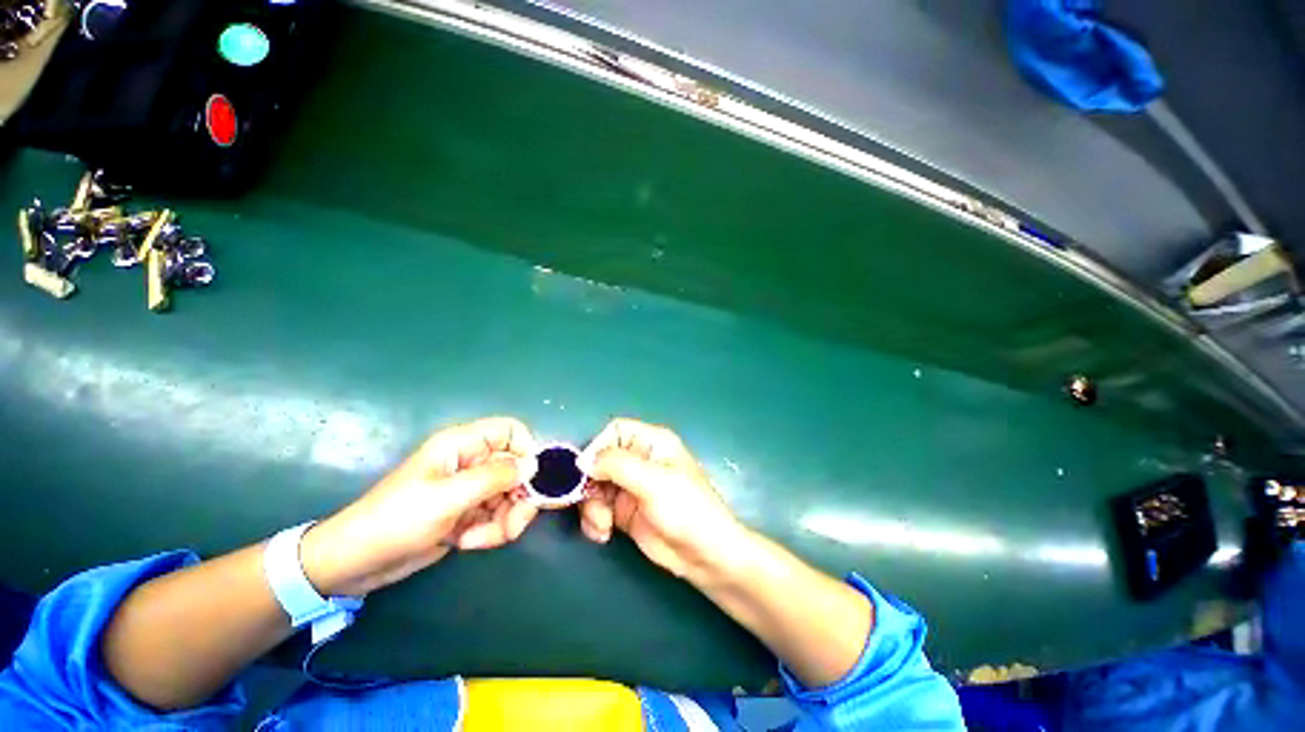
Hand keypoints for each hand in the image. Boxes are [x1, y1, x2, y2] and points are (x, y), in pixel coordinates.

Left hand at [302, 417, 539, 595]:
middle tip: (514, 523)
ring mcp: (472, 488)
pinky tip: (468, 542)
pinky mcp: (469, 512)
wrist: (358, 563)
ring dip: (506, 519)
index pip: (511, 430)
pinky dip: (492, 531)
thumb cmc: (397, 520)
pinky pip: (498, 516)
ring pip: (512, 495)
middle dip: (519, 497)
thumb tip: (534, 465)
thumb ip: (496, 477)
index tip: (530, 478)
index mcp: (463, 445)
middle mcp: (472, 462)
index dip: (526, 449)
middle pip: (517, 468)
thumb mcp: (448, 497)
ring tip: (481, 539)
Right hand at [577, 418, 748, 582]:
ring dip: (591, 506)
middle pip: (599, 460)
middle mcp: (639, 460)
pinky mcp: (624, 510)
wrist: (704, 555)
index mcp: (652, 442)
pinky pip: (598, 507)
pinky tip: (603, 534)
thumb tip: (584, 460)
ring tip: (602, 527)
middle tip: (592, 506)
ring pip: (595, 485)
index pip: (615, 431)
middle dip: (591, 484)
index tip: (587, 472)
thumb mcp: (653, 481)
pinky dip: (594, 519)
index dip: (598, 447)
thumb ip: (617, 465)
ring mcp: (630, 485)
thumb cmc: (685, 508)